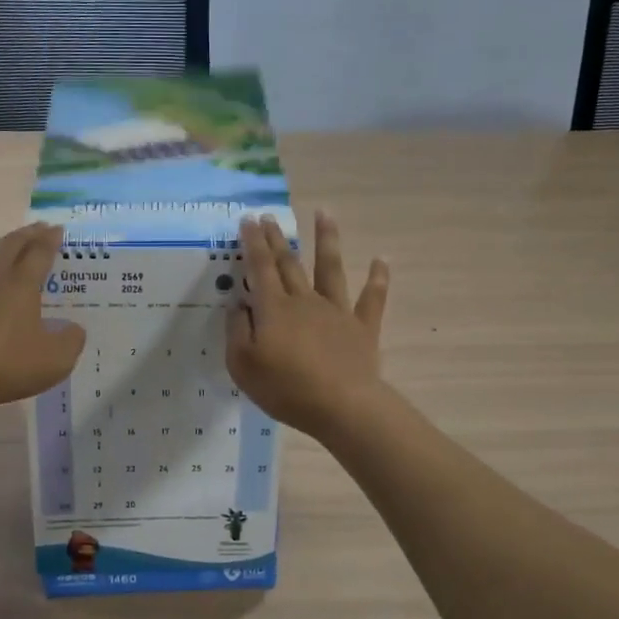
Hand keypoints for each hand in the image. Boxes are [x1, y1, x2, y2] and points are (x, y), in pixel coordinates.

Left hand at [0, 223, 85, 411]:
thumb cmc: (6, 363)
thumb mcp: (55, 359)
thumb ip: (71, 341)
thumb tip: (74, 329)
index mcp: (21, 284)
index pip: (39, 253)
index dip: (50, 240)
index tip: (57, 229)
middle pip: (8, 246)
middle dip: (25, 234)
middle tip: (36, 229)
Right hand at [226, 211, 389, 438]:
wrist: (342, 406)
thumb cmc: (286, 388)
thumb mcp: (243, 365)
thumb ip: (237, 331)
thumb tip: (238, 305)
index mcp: (274, 309)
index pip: (260, 268)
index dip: (253, 243)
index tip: (248, 220)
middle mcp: (305, 301)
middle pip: (289, 263)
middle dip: (278, 238)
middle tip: (269, 216)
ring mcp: (336, 311)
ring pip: (330, 268)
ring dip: (327, 239)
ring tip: (324, 213)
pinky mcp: (361, 327)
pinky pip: (371, 298)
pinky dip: (378, 278)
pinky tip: (381, 259)